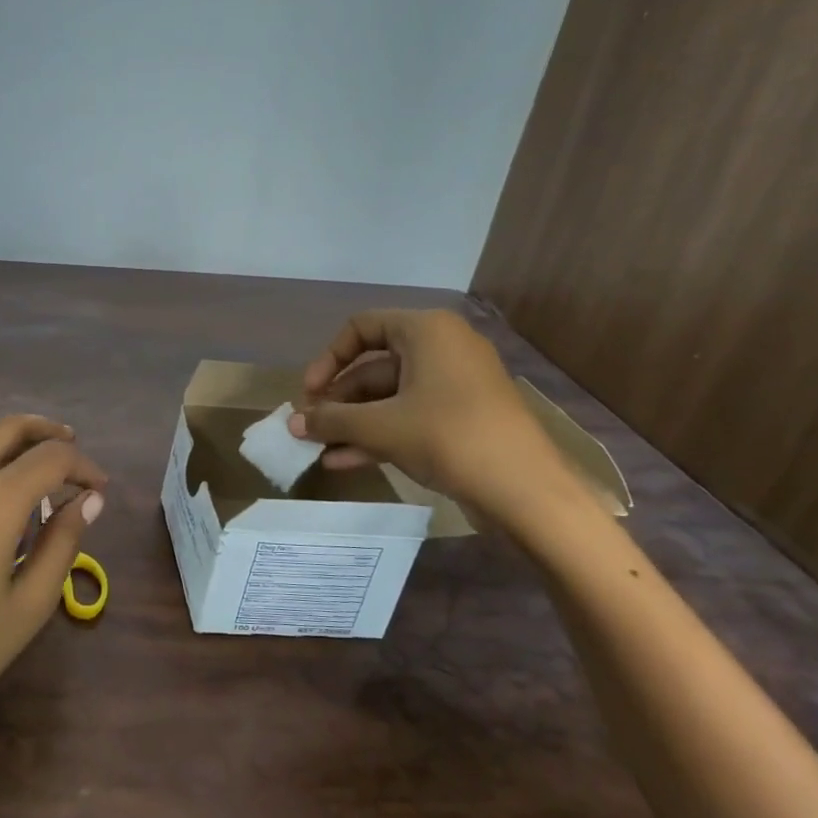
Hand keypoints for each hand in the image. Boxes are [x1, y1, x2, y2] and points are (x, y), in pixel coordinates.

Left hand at [0, 415, 107, 752]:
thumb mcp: (28, 606)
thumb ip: (62, 543)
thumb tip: (89, 501)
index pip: (51, 457)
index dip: (83, 466)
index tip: (99, 489)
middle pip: (8, 428)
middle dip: (47, 432)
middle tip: (72, 448)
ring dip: (10, 443)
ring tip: (35, 468)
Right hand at [290, 309, 568, 516]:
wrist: (525, 489)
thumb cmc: (448, 437)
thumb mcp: (380, 427)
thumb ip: (331, 420)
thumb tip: (292, 424)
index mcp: (426, 331)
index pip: (361, 327)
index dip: (328, 359)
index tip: (310, 393)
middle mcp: (441, 348)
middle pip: (373, 367)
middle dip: (338, 401)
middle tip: (310, 429)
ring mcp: (454, 385)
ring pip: (389, 397)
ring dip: (352, 423)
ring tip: (319, 449)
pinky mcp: (461, 417)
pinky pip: (409, 416)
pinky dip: (378, 434)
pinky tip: (344, 461)